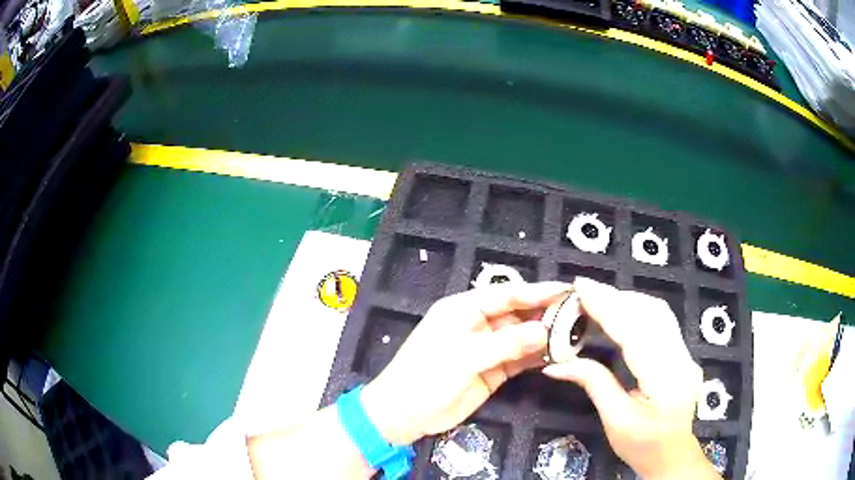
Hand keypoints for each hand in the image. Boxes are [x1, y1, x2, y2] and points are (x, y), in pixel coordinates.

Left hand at [361, 281, 570, 444]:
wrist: (404, 415)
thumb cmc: (426, 377)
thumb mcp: (464, 357)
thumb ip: (506, 343)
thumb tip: (544, 331)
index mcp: (463, 309)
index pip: (506, 294)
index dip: (537, 291)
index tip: (567, 290)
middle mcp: (477, 325)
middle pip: (518, 314)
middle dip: (546, 313)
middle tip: (578, 314)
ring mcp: (486, 349)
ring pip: (522, 337)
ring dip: (545, 336)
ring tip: (575, 334)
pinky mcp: (492, 371)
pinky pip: (519, 359)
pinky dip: (537, 357)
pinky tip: (558, 355)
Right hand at [542, 278, 719, 479]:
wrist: (672, 455)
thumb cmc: (642, 446)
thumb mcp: (615, 421)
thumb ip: (593, 384)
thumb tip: (555, 364)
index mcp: (666, 381)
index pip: (637, 334)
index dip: (608, 308)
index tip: (582, 288)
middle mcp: (682, 360)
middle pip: (652, 314)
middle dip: (616, 297)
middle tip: (583, 289)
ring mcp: (686, 354)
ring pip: (659, 313)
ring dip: (627, 300)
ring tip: (597, 297)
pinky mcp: (683, 352)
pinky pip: (661, 321)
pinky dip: (637, 310)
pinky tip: (619, 310)